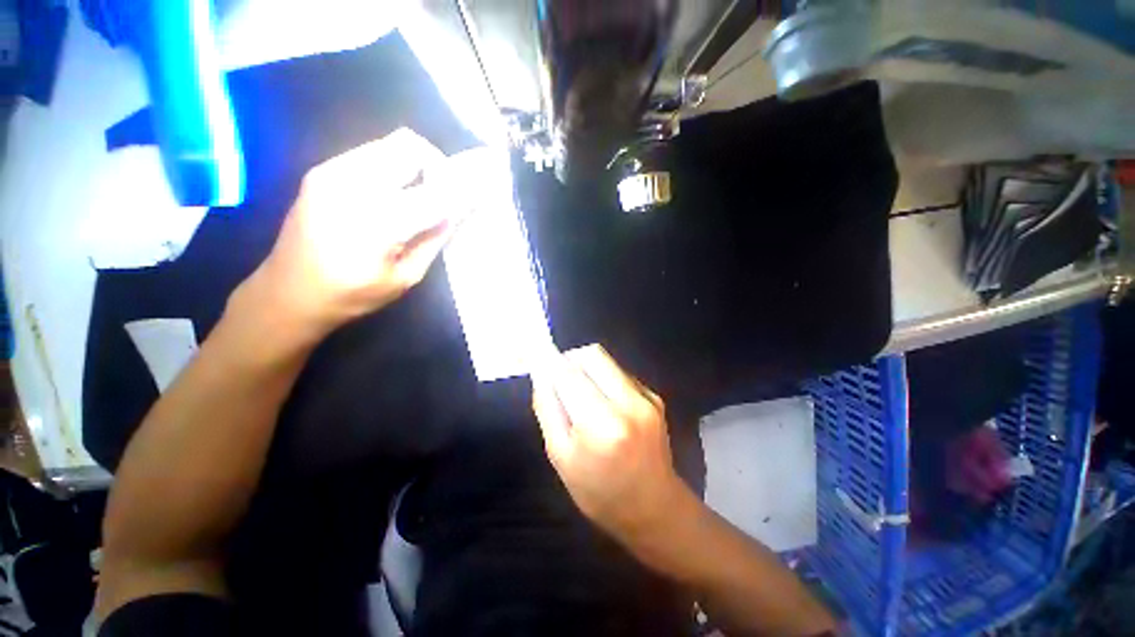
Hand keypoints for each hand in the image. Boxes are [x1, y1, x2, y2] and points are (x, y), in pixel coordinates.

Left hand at [239, 129, 462, 341]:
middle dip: (439, 167)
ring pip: (392, 144)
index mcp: (377, 222)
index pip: (435, 192)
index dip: (463, 190)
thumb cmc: (351, 295)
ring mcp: (332, 171)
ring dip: (418, 165)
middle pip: (410, 147)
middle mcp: (352, 185)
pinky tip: (395, 196)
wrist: (287, 293)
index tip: (479, 193)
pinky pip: (373, 153)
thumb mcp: (405, 277)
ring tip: (422, 196)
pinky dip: (395, 168)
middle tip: (446, 194)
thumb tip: (456, 212)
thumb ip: (434, 240)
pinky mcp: (323, 170)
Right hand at [532, 345, 689, 542]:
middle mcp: (629, 403)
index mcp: (603, 424)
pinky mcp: (655, 396)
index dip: (550, 362)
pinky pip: (620, 374)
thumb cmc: (599, 492)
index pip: (569, 373)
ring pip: (607, 361)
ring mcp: (647, 397)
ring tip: (582, 397)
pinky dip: (604, 380)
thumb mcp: (560, 456)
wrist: (654, 509)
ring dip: (587, 370)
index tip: (537, 360)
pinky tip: (604, 406)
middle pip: (592, 354)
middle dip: (570, 360)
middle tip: (559, 380)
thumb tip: (541, 373)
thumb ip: (548, 408)